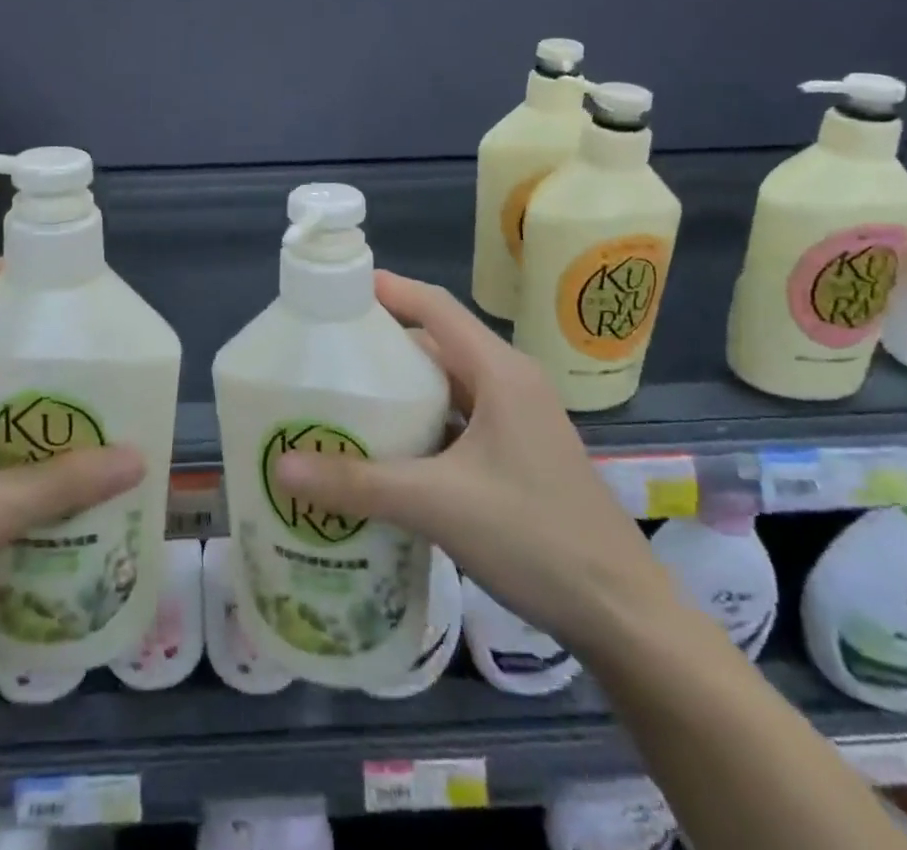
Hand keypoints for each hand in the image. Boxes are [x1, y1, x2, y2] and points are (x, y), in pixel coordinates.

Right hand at [273, 271, 674, 651]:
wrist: (624, 616)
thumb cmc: (537, 538)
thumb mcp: (438, 505)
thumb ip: (358, 483)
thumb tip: (281, 467)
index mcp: (499, 371)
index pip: (434, 305)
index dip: (386, 290)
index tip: (334, 291)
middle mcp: (510, 383)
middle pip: (436, 343)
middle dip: (381, 344)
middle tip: (323, 354)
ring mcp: (517, 421)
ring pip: (447, 385)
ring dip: (400, 389)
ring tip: (343, 399)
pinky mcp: (517, 455)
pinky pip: (458, 420)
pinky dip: (421, 424)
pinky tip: (387, 450)